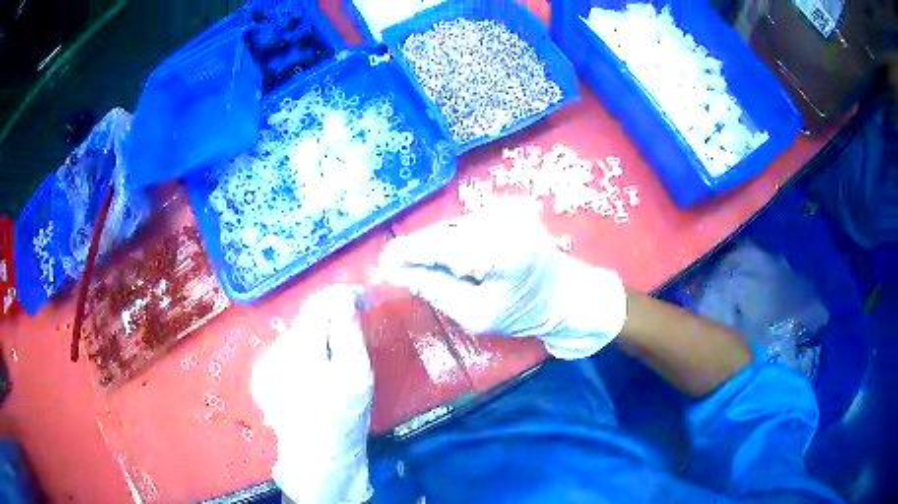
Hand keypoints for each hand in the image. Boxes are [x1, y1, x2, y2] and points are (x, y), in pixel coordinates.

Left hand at [251, 285, 372, 503]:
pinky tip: (313, 379)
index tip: (363, 300)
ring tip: (333, 368)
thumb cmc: (344, 418)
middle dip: (331, 323)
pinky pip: (287, 353)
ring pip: (297, 336)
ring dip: (317, 341)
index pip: (318, 304)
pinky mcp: (261, 377)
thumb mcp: (356, 375)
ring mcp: (264, 365)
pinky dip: (304, 356)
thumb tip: (344, 297)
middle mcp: (275, 351)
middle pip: (306, 320)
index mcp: (300, 350)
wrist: (317, 458)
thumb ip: (348, 331)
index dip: (341, 296)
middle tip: (353, 341)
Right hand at [380, 200, 626, 358]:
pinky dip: (457, 241)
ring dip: (440, 247)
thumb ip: (436, 290)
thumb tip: (399, 272)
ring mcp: (507, 210)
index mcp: (499, 250)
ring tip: (447, 273)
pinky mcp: (508, 209)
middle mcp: (503, 220)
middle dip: (422, 252)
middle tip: (407, 274)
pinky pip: (468, 224)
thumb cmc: (527, 314)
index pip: (439, 245)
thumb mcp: (477, 316)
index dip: (407, 252)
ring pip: (453, 227)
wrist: (569, 297)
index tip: (383, 262)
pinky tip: (466, 261)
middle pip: (444, 232)